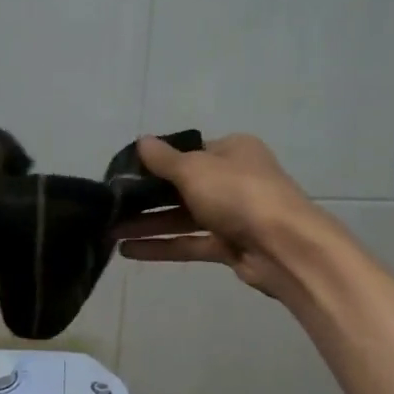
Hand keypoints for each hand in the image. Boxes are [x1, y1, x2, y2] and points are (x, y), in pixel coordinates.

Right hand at [114, 133, 325, 299]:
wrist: (283, 246)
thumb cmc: (238, 195)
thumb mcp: (195, 169)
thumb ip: (164, 160)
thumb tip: (141, 142)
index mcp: (232, 151)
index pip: (188, 153)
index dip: (155, 163)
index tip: (123, 174)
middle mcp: (233, 179)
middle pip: (182, 187)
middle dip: (146, 198)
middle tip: (110, 206)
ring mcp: (232, 215)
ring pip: (182, 218)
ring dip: (148, 224)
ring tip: (111, 232)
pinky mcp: (229, 246)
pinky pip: (189, 243)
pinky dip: (161, 246)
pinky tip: (128, 251)